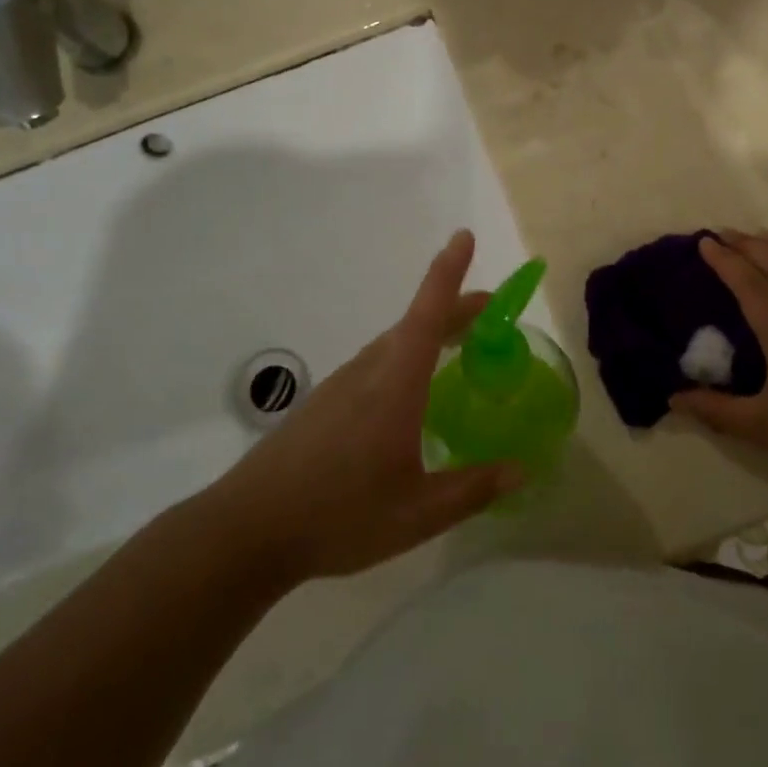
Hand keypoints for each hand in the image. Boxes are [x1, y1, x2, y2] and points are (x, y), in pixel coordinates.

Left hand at [217, 231, 522, 583]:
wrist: (247, 530)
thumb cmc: (338, 516)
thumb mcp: (417, 514)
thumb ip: (472, 490)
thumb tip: (520, 471)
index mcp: (394, 385)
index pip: (427, 315)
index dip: (447, 273)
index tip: (463, 236)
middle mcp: (368, 372)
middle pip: (415, 324)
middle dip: (453, 307)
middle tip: (490, 311)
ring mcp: (341, 386)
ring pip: (394, 343)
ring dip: (430, 333)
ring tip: (458, 345)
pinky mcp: (324, 404)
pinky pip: (376, 364)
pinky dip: (406, 357)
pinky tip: (412, 393)